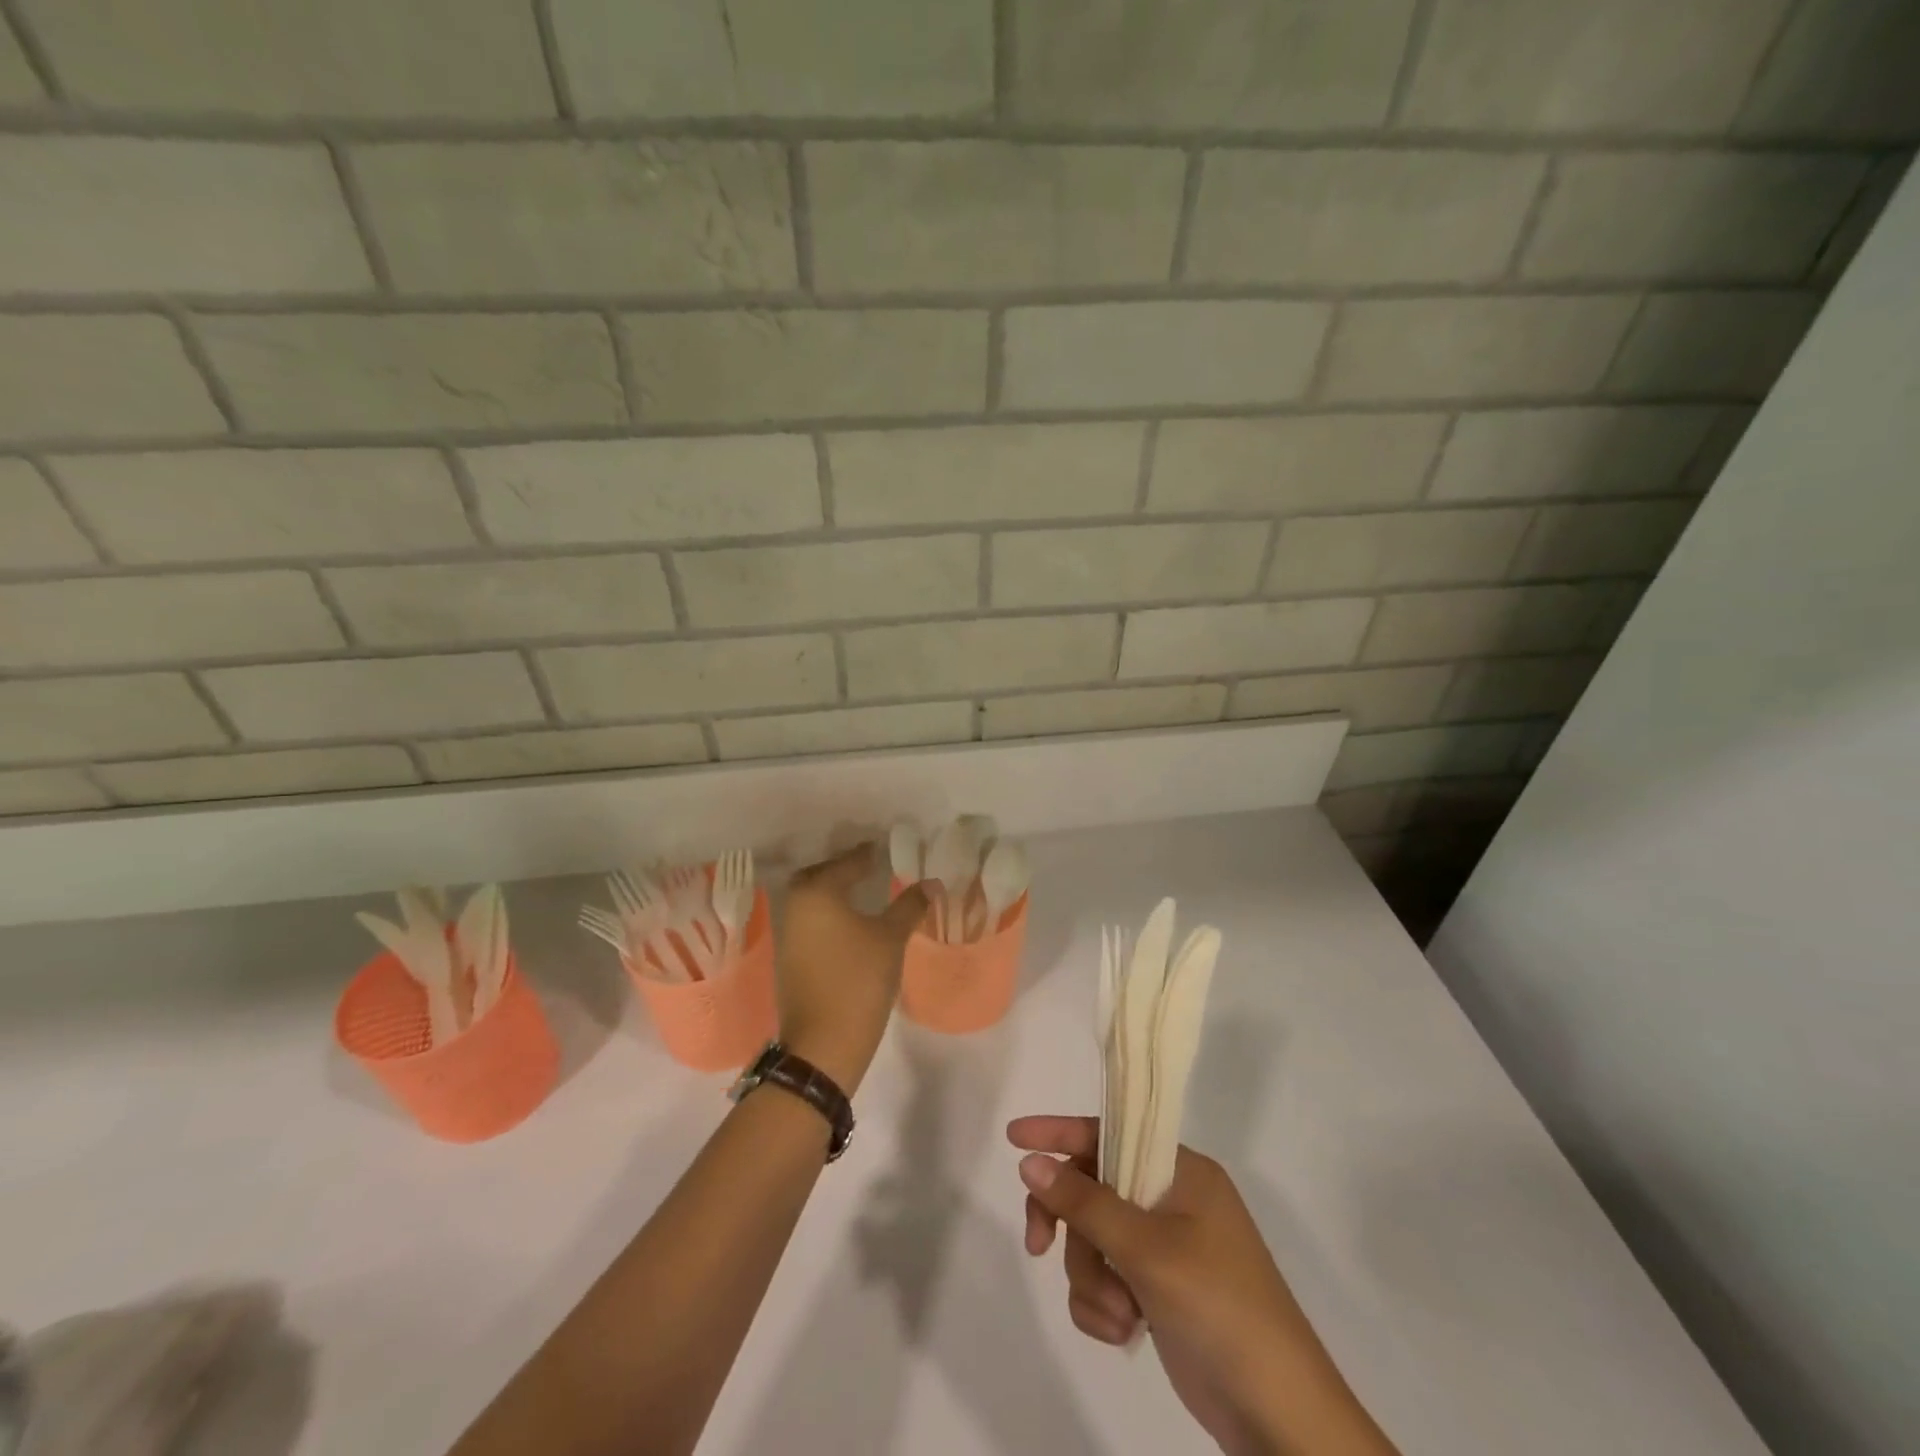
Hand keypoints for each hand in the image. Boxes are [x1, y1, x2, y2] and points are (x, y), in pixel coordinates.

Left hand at [776, 844, 928, 1094]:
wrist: (823, 1043)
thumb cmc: (859, 980)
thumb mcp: (891, 938)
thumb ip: (910, 905)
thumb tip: (931, 883)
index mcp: (817, 892)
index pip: (847, 863)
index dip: (868, 855)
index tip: (883, 848)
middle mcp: (795, 906)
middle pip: (818, 876)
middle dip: (841, 869)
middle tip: (868, 868)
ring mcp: (787, 934)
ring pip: (811, 900)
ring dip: (833, 893)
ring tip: (862, 894)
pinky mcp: (788, 959)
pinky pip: (809, 922)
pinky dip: (827, 915)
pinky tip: (849, 925)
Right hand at [1008, 1116, 1398, 1455]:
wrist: (1279, 1418)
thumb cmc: (1219, 1308)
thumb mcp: (1147, 1249)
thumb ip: (1085, 1203)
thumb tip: (1030, 1162)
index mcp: (1181, 1171)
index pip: (1109, 1132)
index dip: (1059, 1132)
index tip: (1013, 1138)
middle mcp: (1171, 1200)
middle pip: (1092, 1190)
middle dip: (1070, 1226)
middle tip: (1038, 1246)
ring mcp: (1164, 1248)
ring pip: (1093, 1242)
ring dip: (1093, 1281)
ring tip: (1120, 1313)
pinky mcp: (1157, 1292)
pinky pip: (1105, 1281)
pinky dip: (1104, 1306)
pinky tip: (1126, 1332)